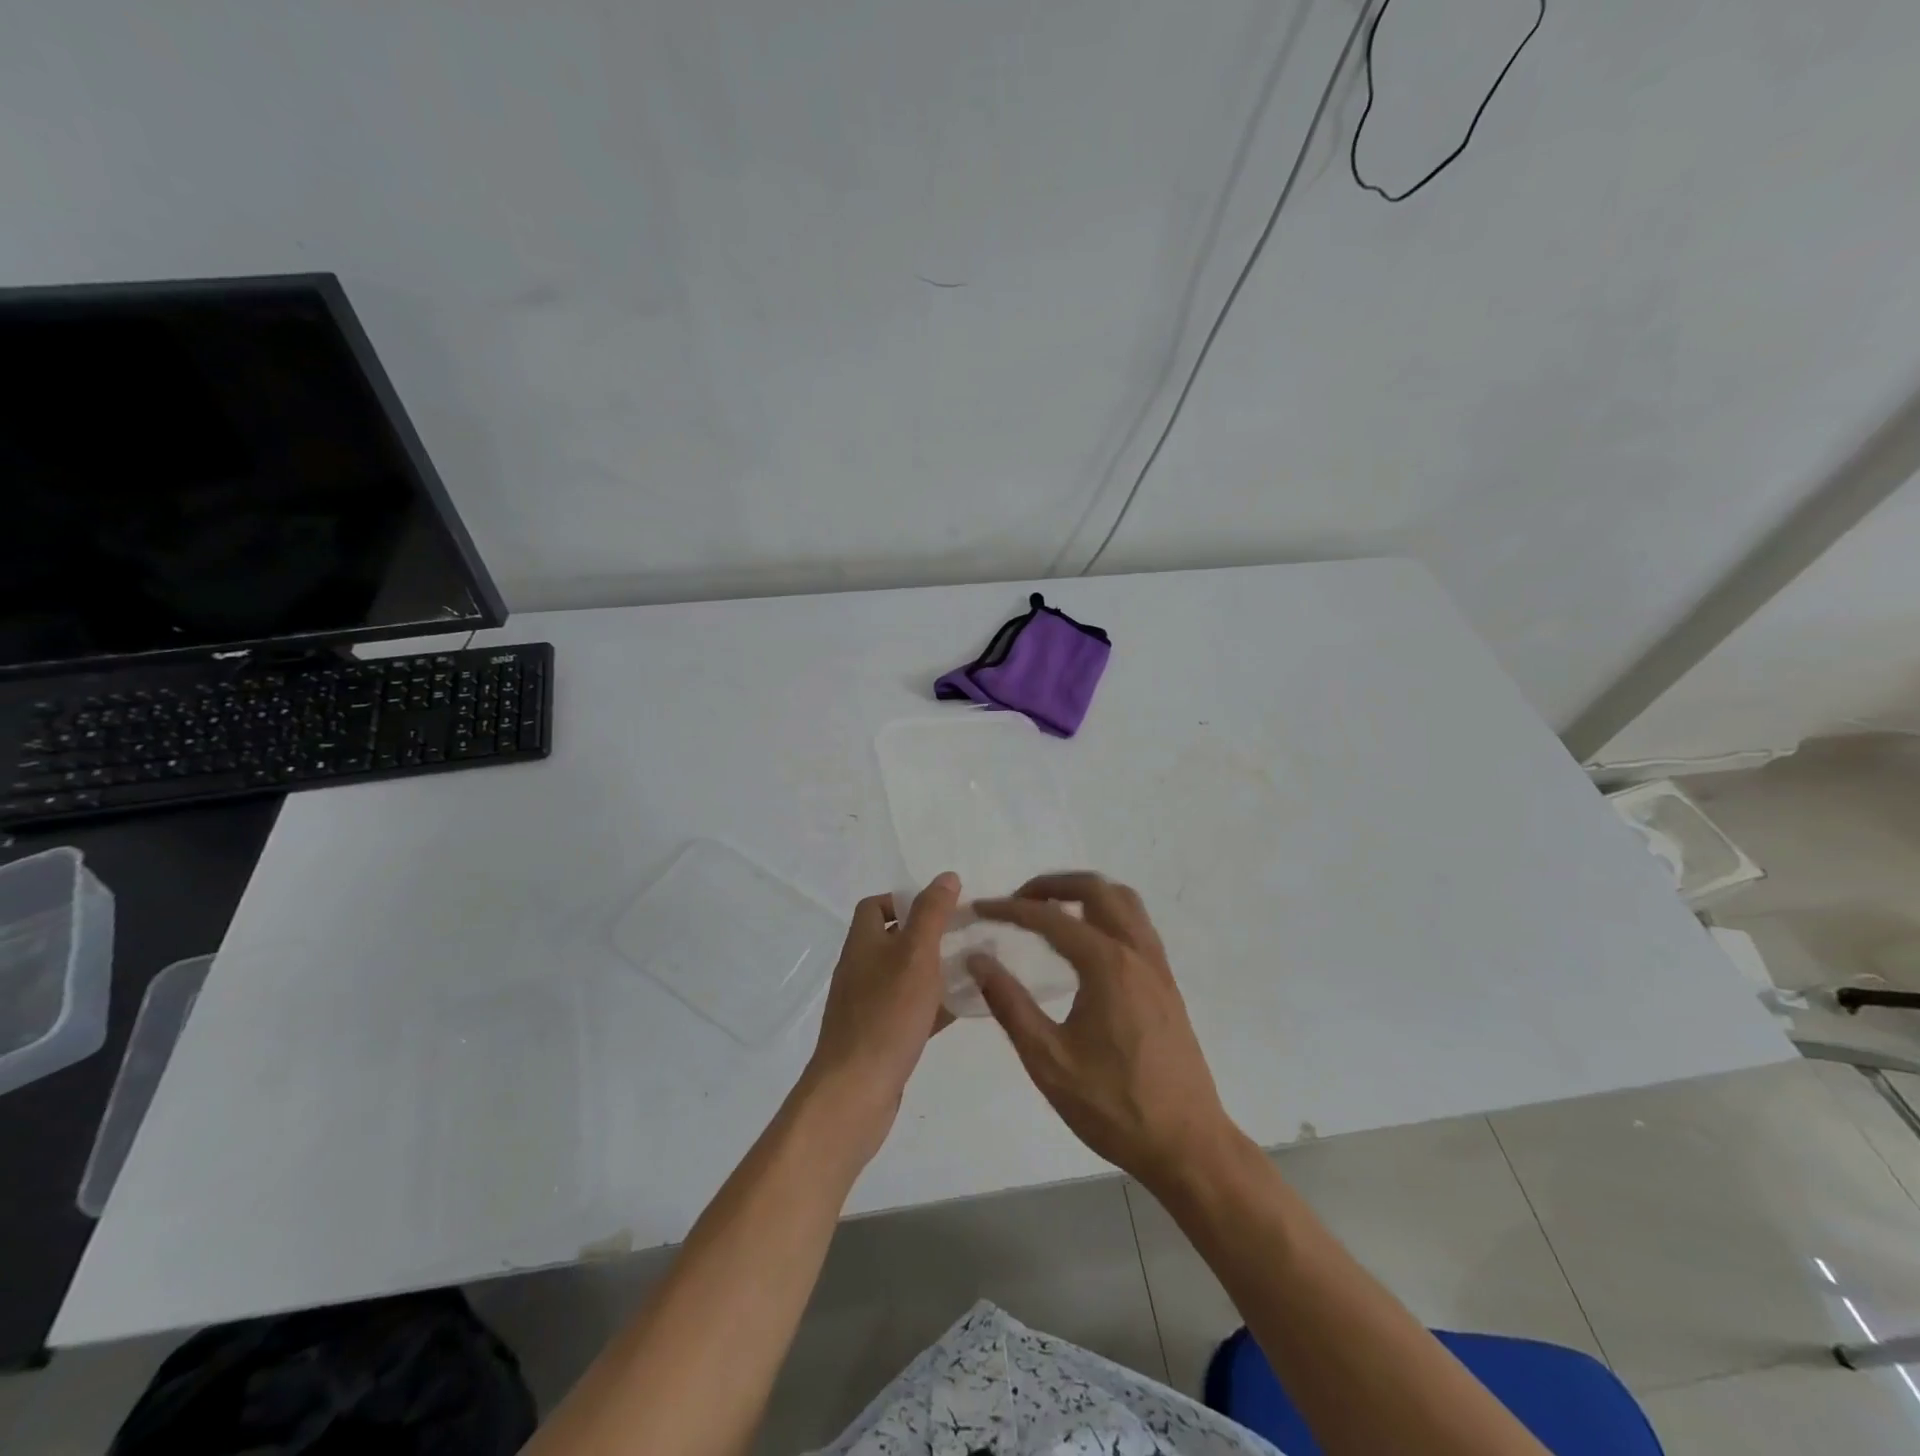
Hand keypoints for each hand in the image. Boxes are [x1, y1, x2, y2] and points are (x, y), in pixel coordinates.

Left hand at [802, 872, 961, 1162]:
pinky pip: (910, 1011)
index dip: (904, 899)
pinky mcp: (880, 1037)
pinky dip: (934, 1005)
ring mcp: (868, 1006)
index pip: (875, 906)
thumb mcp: (915, 954)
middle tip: (967, 936)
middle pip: (893, 940)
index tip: (940, 907)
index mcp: (863, 943)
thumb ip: (932, 914)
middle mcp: (860, 969)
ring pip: (905, 977)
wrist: (855, 1092)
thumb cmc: (886, 1015)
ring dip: (935, 970)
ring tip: (973, 968)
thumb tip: (946, 876)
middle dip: (928, 935)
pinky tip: (964, 1009)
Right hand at [971, 873, 1240, 1191]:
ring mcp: (1158, 966)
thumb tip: (977, 959)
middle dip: (1052, 885)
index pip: (1050, 918)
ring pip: (1124, 901)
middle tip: (1018, 900)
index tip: (980, 909)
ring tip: (1051, 911)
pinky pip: (1137, 924)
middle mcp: (1136, 952)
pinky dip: (1108, 913)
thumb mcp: (1048, 1060)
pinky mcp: (1167, 984)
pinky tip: (1088, 942)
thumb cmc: (1113, 1106)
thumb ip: (1009, 1004)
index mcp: (1106, 965)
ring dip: (1085, 893)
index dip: (1010, 909)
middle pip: (1095, 888)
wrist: (1187, 1145)